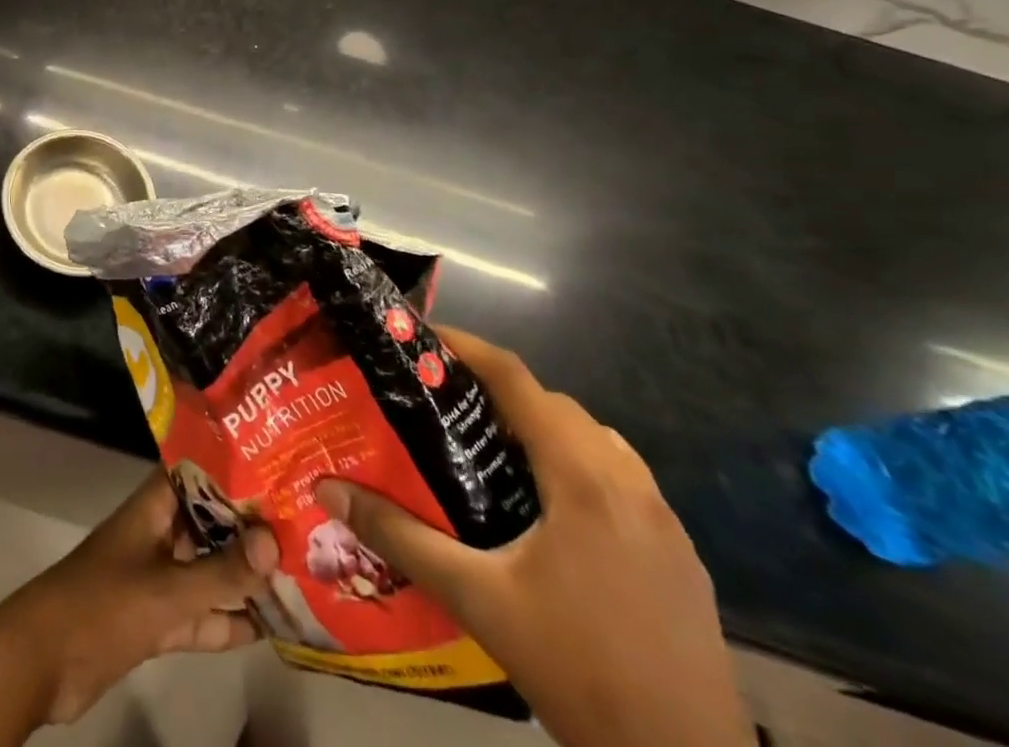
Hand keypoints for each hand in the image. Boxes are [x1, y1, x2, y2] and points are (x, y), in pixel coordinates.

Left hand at [0, 471, 278, 723]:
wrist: (43, 662)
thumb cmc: (103, 604)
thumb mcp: (167, 590)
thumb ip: (221, 573)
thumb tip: (275, 541)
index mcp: (154, 506)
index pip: (198, 471)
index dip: (234, 466)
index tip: (278, 464)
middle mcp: (159, 533)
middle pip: (209, 521)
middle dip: (250, 526)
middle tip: (304, 524)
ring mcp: (157, 576)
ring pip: (208, 569)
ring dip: (244, 575)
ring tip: (300, 573)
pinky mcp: (156, 618)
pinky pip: (200, 613)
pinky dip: (227, 619)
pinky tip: (269, 625)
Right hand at [316, 328, 751, 746]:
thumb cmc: (579, 670)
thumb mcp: (477, 600)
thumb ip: (400, 537)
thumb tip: (329, 491)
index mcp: (582, 476)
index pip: (517, 379)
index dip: (466, 347)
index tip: (421, 339)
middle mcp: (628, 481)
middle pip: (553, 404)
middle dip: (495, 389)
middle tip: (439, 402)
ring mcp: (663, 519)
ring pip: (591, 438)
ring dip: (539, 427)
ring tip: (487, 449)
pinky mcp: (679, 555)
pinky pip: (618, 477)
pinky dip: (574, 464)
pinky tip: (545, 510)